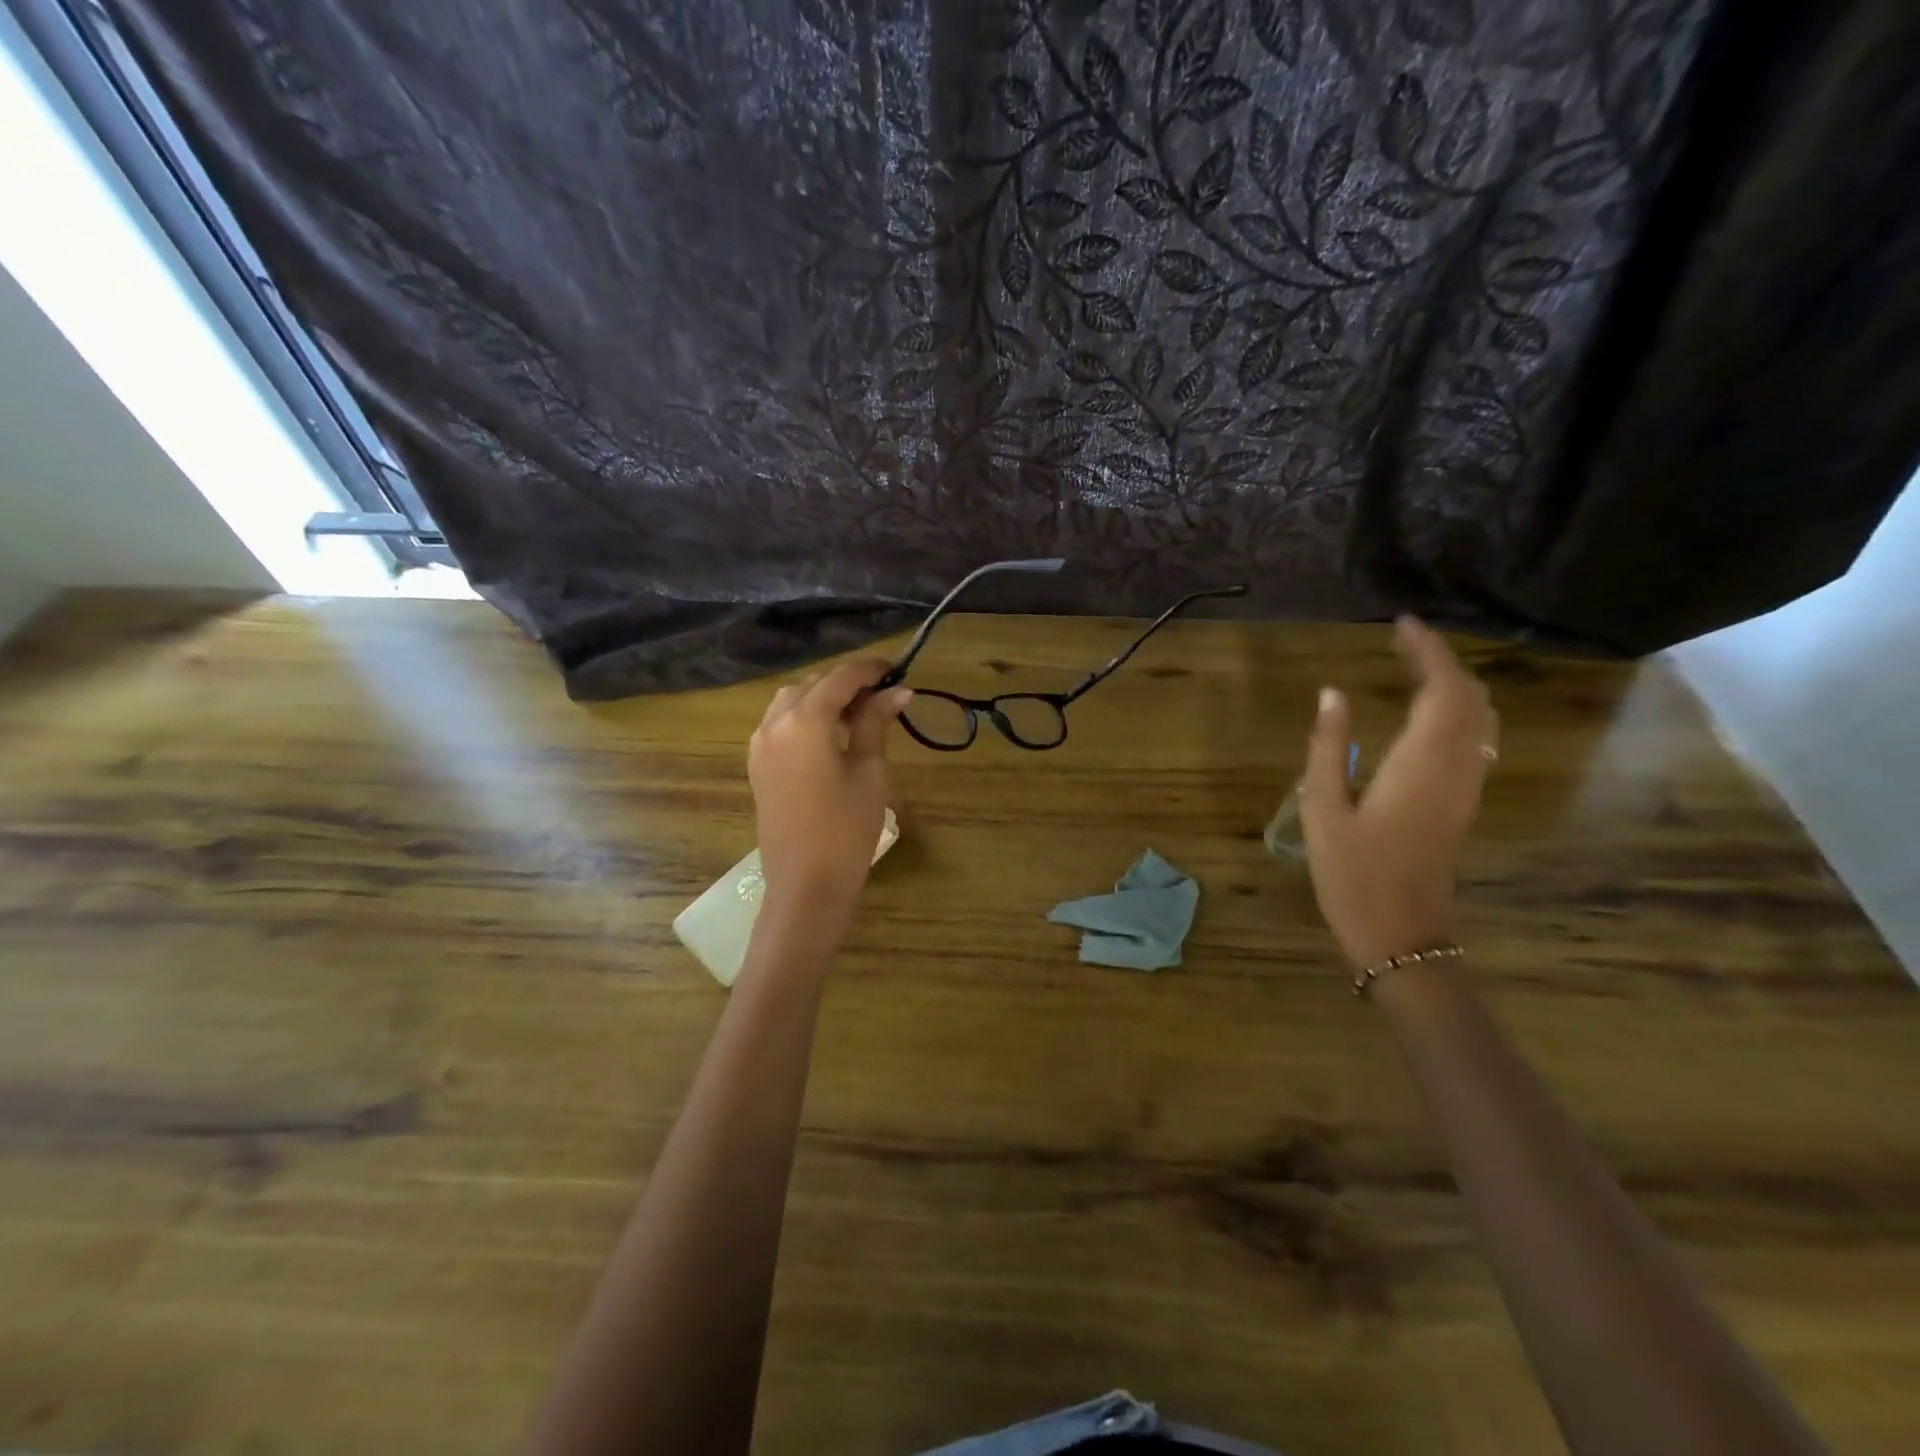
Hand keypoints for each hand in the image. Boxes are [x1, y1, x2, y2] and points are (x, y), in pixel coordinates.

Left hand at [749, 660, 911, 936]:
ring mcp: (760, 745)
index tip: (897, 670)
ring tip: (859, 715)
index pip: (840, 677)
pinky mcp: (758, 765)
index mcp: (804, 720)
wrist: (806, 885)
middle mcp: (774, 723)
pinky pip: (780, 724)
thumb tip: (898, 691)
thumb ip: (876, 723)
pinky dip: (805, 717)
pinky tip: (832, 736)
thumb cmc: (846, 828)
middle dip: (847, 683)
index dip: (870, 669)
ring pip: (792, 701)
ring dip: (824, 698)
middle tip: (884, 697)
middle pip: (813, 684)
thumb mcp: (869, 771)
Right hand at [1300, 617, 1497, 970]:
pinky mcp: (1464, 802)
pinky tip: (1428, 713)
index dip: (1427, 650)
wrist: (1400, 933)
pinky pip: (1476, 740)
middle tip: (1403, 641)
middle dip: (1442, 661)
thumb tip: (1332, 693)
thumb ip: (1330, 747)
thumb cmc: (1353, 873)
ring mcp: (1467, 787)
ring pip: (1480, 718)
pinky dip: (1458, 711)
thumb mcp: (1324, 808)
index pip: (1441, 688)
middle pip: (1469, 697)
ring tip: (1414, 668)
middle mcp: (1457, 767)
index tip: (1401, 624)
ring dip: (1454, 684)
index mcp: (1422, 763)